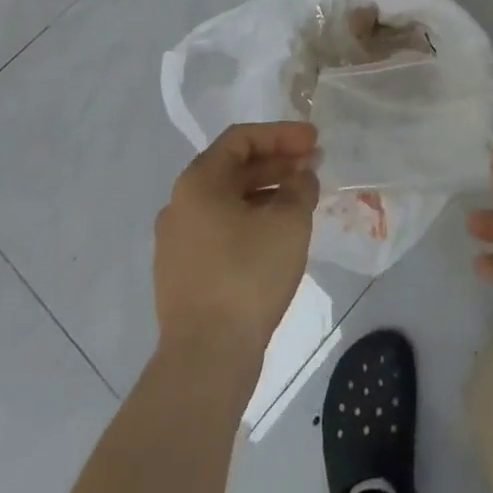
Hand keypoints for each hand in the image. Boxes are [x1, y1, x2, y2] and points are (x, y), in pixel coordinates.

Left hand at [154, 122, 319, 362]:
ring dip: (266, 192)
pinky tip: (278, 236)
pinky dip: (251, 220)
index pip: (242, 138)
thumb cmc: (247, 274)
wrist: (206, 359)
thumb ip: (300, 186)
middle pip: (233, 168)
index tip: (314, 141)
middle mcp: (180, 204)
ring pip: (228, 201)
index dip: (282, 134)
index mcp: (198, 181)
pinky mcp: (183, 275)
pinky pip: (221, 230)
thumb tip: (301, 176)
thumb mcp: (288, 221)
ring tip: (301, 200)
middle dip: (277, 163)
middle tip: (313, 167)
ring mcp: (177, 242)